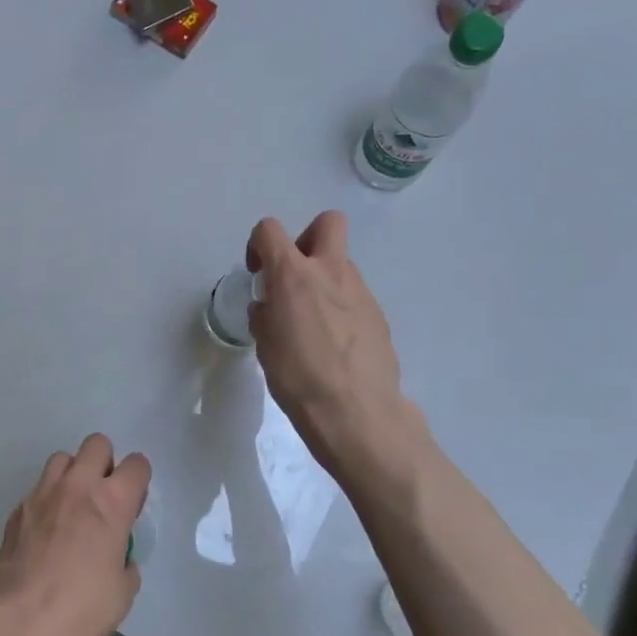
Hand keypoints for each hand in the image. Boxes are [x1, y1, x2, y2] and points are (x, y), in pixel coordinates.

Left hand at [0, 434, 149, 635]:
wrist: (23, 627)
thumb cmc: (84, 611)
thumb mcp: (124, 588)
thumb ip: (124, 558)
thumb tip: (116, 555)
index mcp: (112, 502)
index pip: (136, 464)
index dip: (139, 480)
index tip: (134, 502)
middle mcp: (77, 487)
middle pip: (96, 444)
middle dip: (105, 463)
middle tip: (103, 497)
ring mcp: (42, 495)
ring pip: (62, 459)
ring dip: (73, 475)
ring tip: (72, 507)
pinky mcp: (17, 511)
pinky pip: (38, 490)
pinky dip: (47, 501)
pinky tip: (46, 532)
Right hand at [247, 212, 427, 484]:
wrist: (356, 413)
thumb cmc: (298, 379)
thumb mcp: (265, 346)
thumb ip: (265, 316)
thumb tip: (269, 307)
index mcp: (293, 276)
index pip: (269, 230)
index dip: (258, 244)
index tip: (257, 272)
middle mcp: (330, 272)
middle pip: (327, 223)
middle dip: (307, 238)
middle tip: (295, 276)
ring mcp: (360, 292)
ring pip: (342, 264)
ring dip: (324, 280)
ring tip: (312, 324)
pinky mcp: (378, 315)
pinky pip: (354, 297)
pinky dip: (341, 308)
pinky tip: (334, 345)